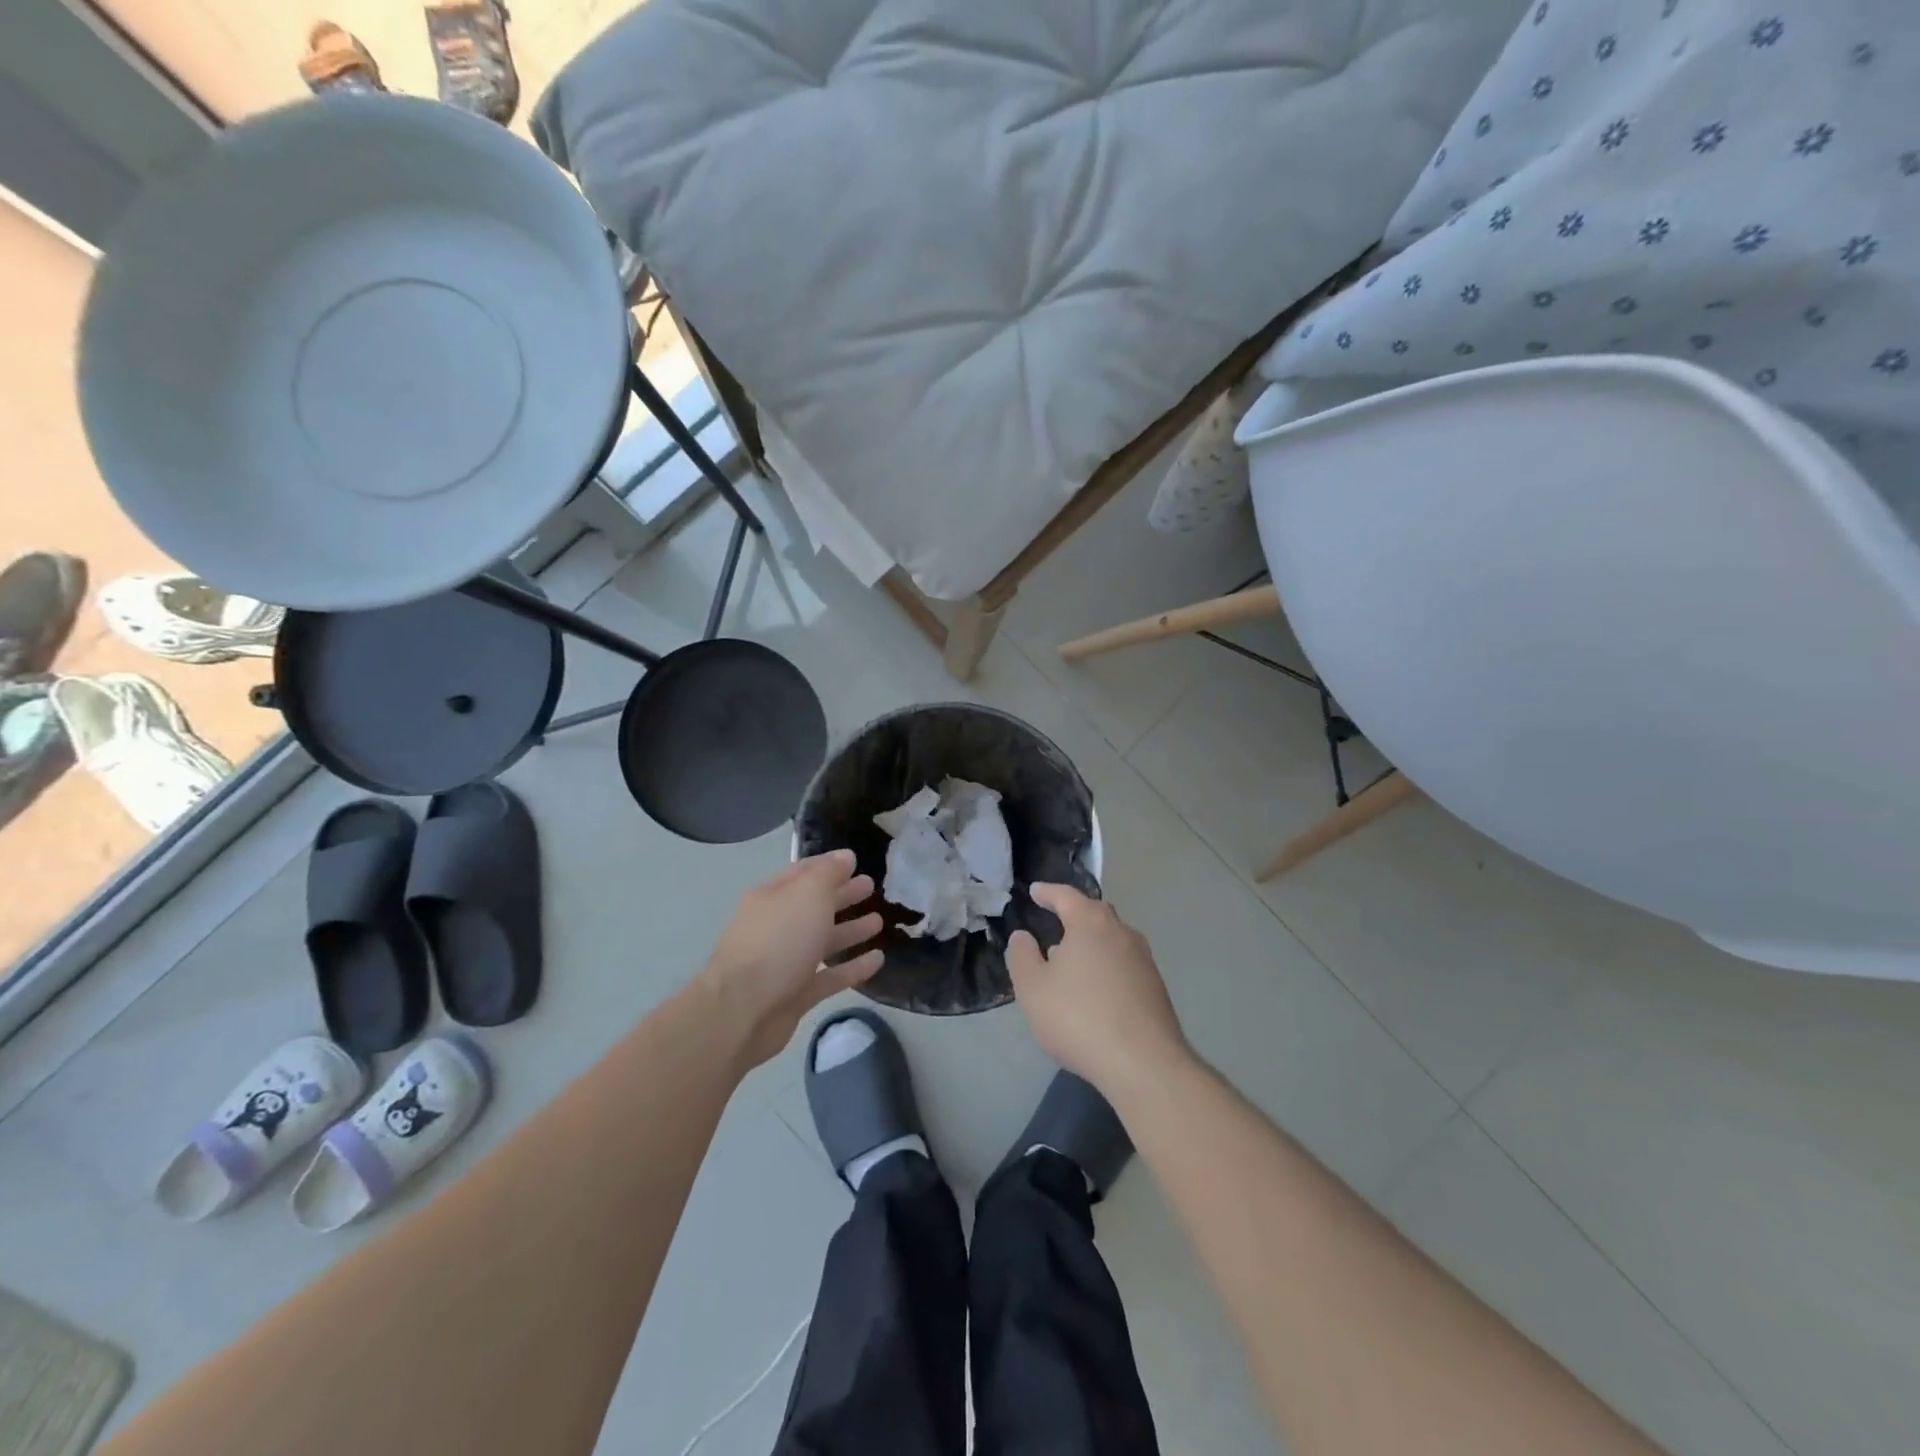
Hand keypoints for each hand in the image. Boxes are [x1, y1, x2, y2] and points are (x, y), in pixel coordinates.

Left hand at [700, 850, 884, 1068]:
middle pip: (814, 906)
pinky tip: (878, 960)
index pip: (804, 873)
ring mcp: (786, 962)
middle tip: (871, 888)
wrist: (743, 1010)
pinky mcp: (796, 995)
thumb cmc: (778, 941)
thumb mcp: (808, 894)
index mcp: (773, 897)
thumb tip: (845, 856)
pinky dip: (852, 967)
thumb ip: (829, 873)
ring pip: (823, 941)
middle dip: (842, 895)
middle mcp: (777, 926)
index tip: (856, 861)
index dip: (829, 866)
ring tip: (879, 922)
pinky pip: (830, 976)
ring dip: (850, 930)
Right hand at [1007, 884, 1188, 1098]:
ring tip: (1070, 959)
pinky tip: (1094, 989)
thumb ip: (1022, 957)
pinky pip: (1123, 964)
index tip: (1035, 891)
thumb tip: (1023, 936)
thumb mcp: (1033, 989)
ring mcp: (1144, 960)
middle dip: (1074, 914)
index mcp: (1091, 923)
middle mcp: (1122, 933)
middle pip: (1095, 913)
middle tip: (1054, 920)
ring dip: (1091, 943)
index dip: (1048, 892)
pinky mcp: (1155, 988)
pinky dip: (1105, 966)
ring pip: (1112, 939)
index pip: (1067, 896)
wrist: (1144, 1064)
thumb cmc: (1079, 1017)